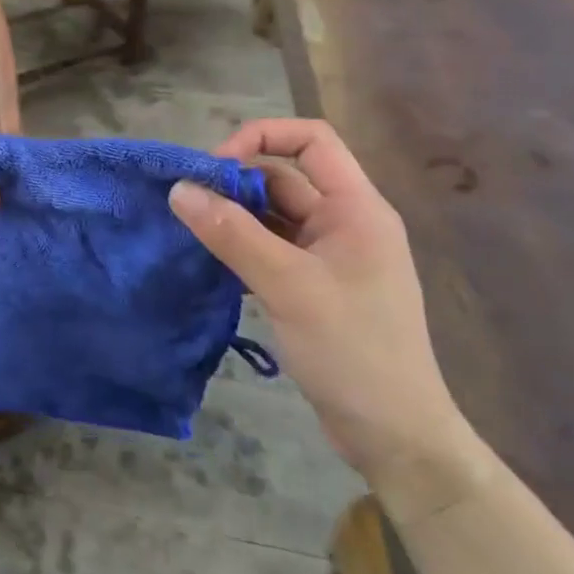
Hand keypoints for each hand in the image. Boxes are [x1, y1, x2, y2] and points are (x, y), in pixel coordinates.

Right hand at [169, 119, 481, 515]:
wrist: (395, 436)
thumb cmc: (352, 350)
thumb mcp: (288, 285)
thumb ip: (232, 234)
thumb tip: (178, 189)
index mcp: (356, 208)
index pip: (312, 140)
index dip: (262, 137)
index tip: (216, 167)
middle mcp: (344, 222)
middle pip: (284, 177)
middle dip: (235, 183)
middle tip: (187, 203)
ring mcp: (329, 256)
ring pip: (272, 215)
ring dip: (233, 217)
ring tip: (189, 229)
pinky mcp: (314, 286)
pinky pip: (270, 248)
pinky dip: (240, 247)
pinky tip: (209, 260)